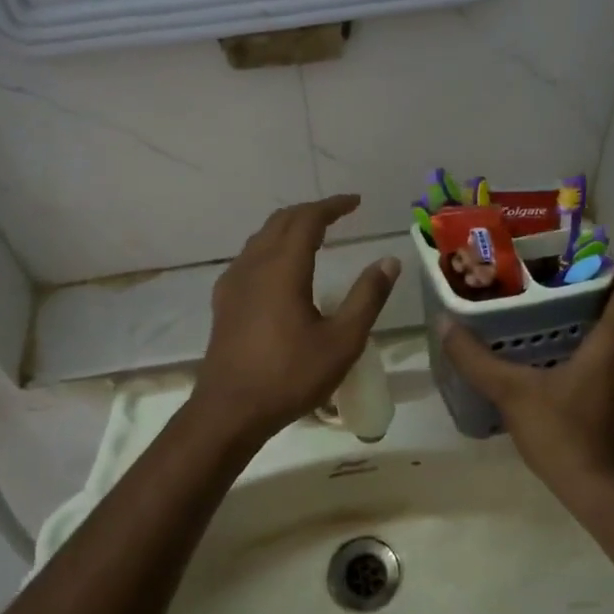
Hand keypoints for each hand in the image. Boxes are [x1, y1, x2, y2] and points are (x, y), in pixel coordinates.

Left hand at [193, 195, 402, 443]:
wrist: (230, 411)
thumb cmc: (290, 376)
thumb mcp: (342, 341)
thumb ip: (367, 297)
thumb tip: (389, 261)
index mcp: (283, 268)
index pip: (307, 219)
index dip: (332, 206)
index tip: (355, 202)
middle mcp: (254, 265)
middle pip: (281, 221)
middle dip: (311, 211)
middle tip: (338, 214)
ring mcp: (233, 283)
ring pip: (261, 238)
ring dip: (289, 228)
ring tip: (314, 235)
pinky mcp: (224, 302)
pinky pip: (249, 257)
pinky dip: (271, 247)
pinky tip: (281, 270)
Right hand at [438, 273, 613, 495]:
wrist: (598, 492)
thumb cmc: (561, 433)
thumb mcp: (511, 392)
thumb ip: (477, 358)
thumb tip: (445, 324)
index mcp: (613, 345)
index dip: (611, 270)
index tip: (579, 260)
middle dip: (593, 295)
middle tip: (553, 287)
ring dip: (595, 326)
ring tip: (553, 320)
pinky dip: (597, 354)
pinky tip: (562, 365)